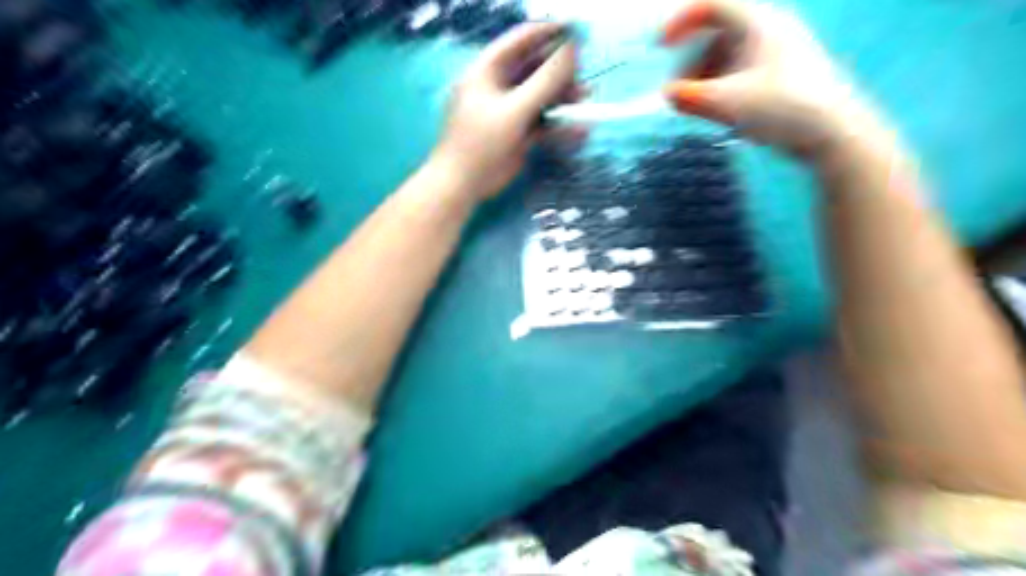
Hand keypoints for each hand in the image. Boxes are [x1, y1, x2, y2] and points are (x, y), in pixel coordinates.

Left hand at [430, 24, 574, 200]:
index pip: (521, 41)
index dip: (549, 34)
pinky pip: (543, 122)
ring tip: (585, 99)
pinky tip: (579, 129)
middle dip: (561, 71)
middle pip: (536, 69)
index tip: (577, 34)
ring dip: (563, 97)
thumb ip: (545, 81)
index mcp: (488, 71)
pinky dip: (560, 124)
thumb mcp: (514, 110)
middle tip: (583, 75)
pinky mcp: (519, 134)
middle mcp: (500, 87)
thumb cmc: (481, 143)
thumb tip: (573, 51)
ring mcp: (510, 112)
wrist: (464, 185)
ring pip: (542, 97)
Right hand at [662, 1, 885, 165]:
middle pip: (718, 34)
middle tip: (679, 92)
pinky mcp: (785, 75)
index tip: (660, 47)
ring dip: (706, 78)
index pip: (712, 5)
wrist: (833, 132)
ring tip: (698, 107)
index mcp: (757, 23)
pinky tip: (721, 111)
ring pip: (730, 56)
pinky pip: (744, 71)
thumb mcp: (726, 103)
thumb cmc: (780, 108)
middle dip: (692, 62)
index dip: (681, 21)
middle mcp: (769, 30)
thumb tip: (666, 94)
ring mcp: (779, 53)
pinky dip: (724, 86)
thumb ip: (690, 97)